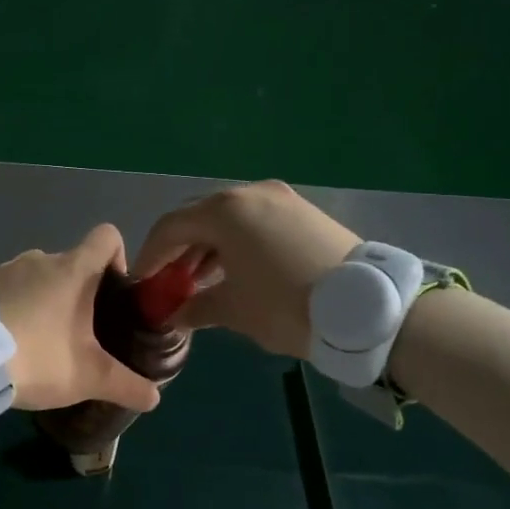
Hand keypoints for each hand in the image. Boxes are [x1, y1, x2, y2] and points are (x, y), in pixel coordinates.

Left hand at [0, 225, 161, 412]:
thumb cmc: (39, 357)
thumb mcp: (89, 377)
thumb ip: (127, 385)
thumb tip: (155, 398)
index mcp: (73, 269)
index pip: (106, 236)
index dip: (117, 257)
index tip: (114, 291)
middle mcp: (40, 258)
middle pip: (71, 262)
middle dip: (79, 291)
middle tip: (78, 330)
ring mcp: (6, 268)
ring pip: (37, 275)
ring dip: (44, 297)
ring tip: (39, 337)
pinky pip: (7, 287)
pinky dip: (14, 304)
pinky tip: (8, 338)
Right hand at [131, 181, 359, 358]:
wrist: (368, 308)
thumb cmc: (286, 305)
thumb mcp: (235, 310)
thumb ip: (196, 307)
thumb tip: (174, 314)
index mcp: (225, 211)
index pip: (171, 227)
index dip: (151, 255)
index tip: (142, 282)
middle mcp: (249, 193)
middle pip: (199, 216)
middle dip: (179, 248)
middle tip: (169, 280)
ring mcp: (280, 198)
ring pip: (230, 218)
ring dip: (209, 245)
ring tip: (199, 279)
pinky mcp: (303, 211)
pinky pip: (256, 221)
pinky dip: (237, 242)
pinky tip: (236, 269)